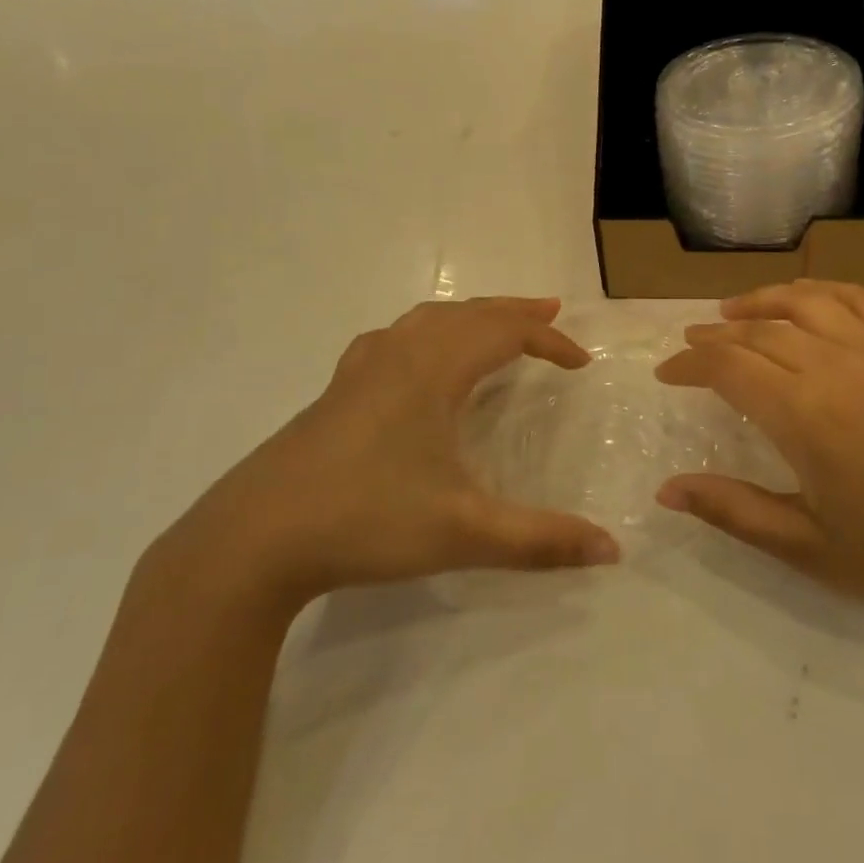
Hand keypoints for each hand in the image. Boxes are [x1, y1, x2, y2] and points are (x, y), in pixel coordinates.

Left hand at [157, 297, 620, 616]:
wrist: (252, 540)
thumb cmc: (366, 520)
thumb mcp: (464, 533)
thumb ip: (541, 541)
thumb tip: (610, 550)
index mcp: (433, 370)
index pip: (505, 333)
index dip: (549, 342)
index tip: (581, 364)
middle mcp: (398, 354)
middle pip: (468, 313)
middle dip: (513, 312)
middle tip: (550, 315)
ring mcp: (360, 370)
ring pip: (427, 320)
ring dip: (470, 316)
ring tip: (494, 326)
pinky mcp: (336, 392)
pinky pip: (395, 339)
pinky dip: (427, 333)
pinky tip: (417, 358)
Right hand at [655, 280, 863, 637]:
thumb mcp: (807, 547)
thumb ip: (732, 509)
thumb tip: (667, 490)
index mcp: (804, 414)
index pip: (727, 367)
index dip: (689, 365)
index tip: (665, 373)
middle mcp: (835, 365)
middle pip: (758, 331)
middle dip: (714, 336)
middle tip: (690, 346)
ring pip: (803, 301)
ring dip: (760, 301)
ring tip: (732, 312)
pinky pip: (857, 298)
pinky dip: (820, 290)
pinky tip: (805, 301)